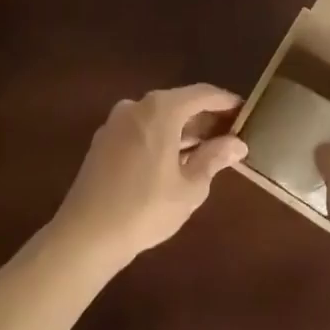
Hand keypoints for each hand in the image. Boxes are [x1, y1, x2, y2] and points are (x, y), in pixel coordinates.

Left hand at [53, 85, 248, 264]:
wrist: (84, 236)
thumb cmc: (145, 209)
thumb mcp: (190, 187)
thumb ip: (214, 159)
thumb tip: (237, 144)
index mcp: (161, 110)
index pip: (202, 94)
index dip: (226, 101)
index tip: (244, 111)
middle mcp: (136, 106)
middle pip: (179, 102)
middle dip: (204, 117)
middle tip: (228, 134)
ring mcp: (116, 122)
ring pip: (158, 117)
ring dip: (182, 129)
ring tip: (205, 150)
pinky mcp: (103, 141)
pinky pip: (141, 129)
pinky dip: (161, 137)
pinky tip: (173, 160)